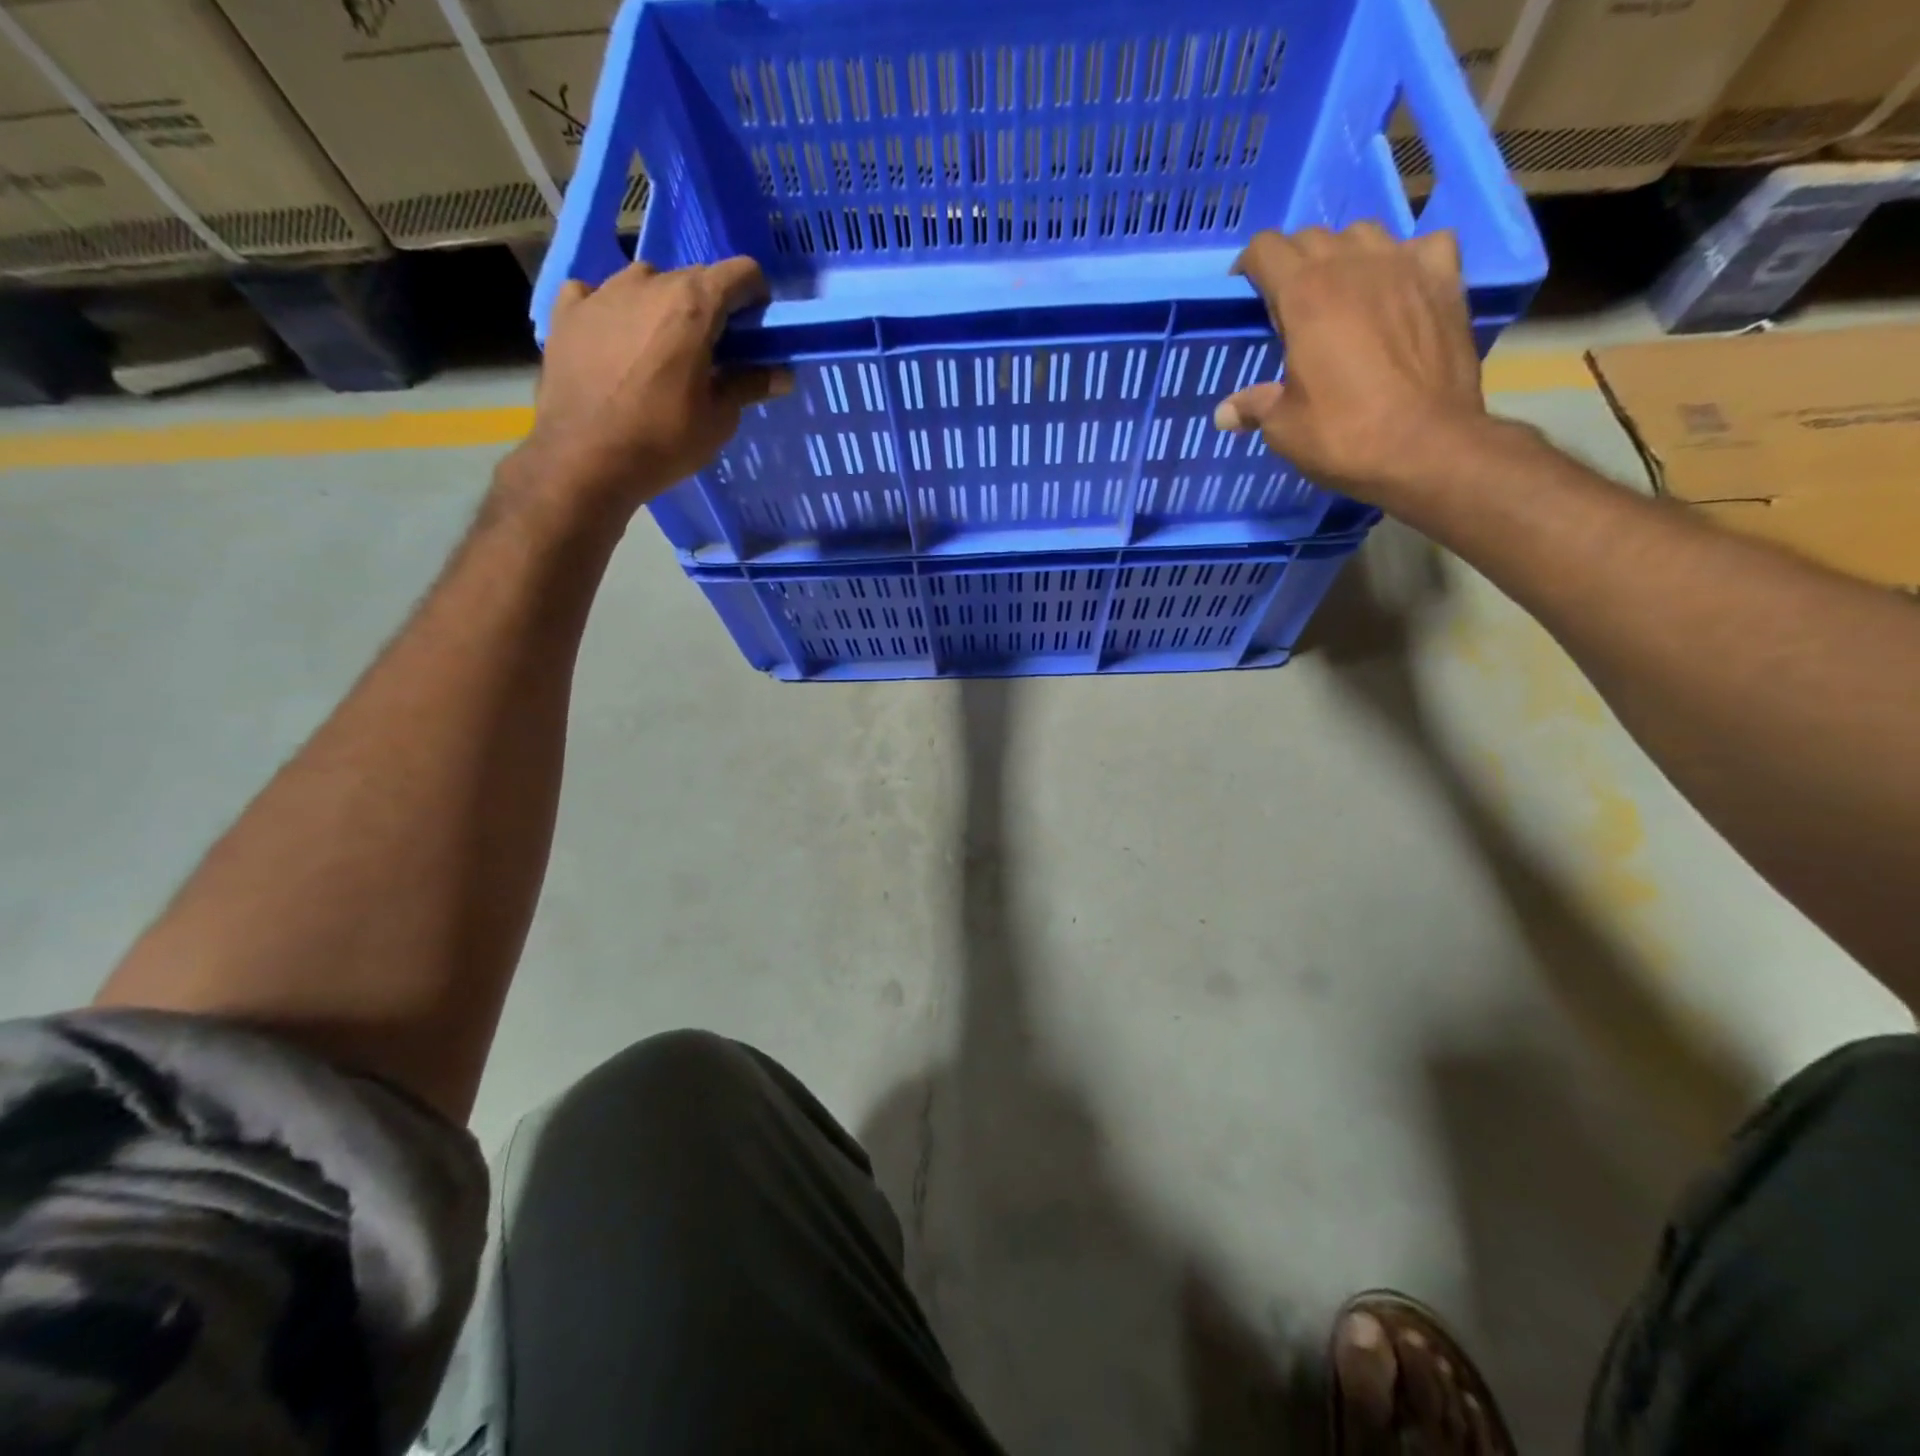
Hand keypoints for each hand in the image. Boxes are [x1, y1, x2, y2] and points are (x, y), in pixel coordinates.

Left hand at [504, 257, 790, 521]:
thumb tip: (782, 374)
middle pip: (692, 278)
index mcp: (692, 305)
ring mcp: (601, 292)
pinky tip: (614, 343)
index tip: (754, 330)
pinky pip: (596, 295)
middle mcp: (647, 282)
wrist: (585, 460)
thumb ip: (749, 385)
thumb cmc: (663, 441)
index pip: (741, 273)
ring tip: (659, 351)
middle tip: (710, 353)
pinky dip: (613, 312)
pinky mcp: (567, 311)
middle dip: (709, 308)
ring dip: (661, 307)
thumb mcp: (719, 419)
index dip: (755, 297)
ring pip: (645, 283)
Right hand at [1214, 225, 1490, 512]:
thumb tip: (1224, 413)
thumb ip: (1254, 406)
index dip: (1249, 268)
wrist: (1427, 447)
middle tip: (1287, 305)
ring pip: (1365, 233)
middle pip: (1313, 238)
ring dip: (1345, 255)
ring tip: (1340, 292)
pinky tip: (1399, 286)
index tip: (1245, 295)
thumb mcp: (1284, 428)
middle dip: (1293, 263)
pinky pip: (1422, 245)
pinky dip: (1405, 259)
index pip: (1266, 249)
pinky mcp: (1446, 279)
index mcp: (1305, 296)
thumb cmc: (1344, 435)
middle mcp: (1354, 265)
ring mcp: (1406, 265)